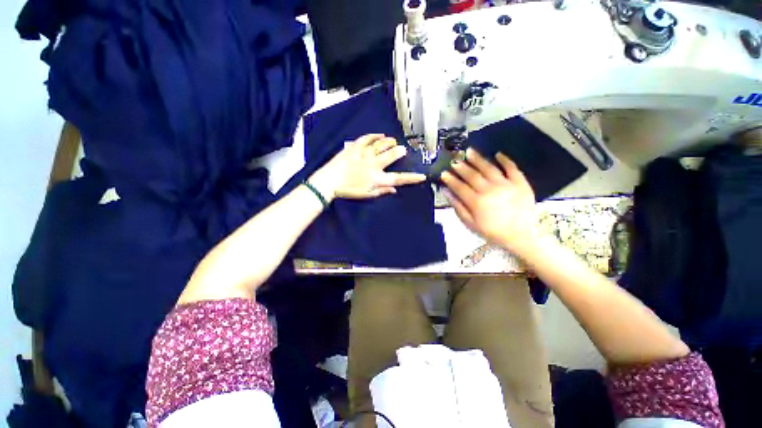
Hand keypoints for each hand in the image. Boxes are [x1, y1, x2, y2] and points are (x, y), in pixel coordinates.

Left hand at [309, 134, 425, 200]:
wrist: (329, 181)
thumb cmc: (348, 190)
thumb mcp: (366, 194)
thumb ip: (382, 191)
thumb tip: (394, 189)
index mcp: (377, 178)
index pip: (398, 178)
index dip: (412, 178)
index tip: (422, 176)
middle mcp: (373, 165)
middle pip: (391, 155)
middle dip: (399, 152)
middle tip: (403, 150)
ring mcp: (364, 154)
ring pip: (381, 145)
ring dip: (389, 142)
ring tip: (393, 141)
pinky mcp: (355, 147)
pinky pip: (367, 138)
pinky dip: (375, 136)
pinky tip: (380, 135)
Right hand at [441, 148, 539, 254]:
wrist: (521, 236)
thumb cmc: (492, 231)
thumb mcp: (470, 224)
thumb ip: (458, 207)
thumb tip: (446, 192)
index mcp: (476, 201)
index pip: (459, 187)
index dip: (450, 179)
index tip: (443, 173)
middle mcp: (489, 190)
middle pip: (472, 175)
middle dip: (461, 167)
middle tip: (454, 160)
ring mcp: (505, 184)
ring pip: (489, 168)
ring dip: (478, 159)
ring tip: (469, 151)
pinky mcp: (520, 183)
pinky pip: (512, 168)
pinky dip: (505, 160)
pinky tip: (498, 154)